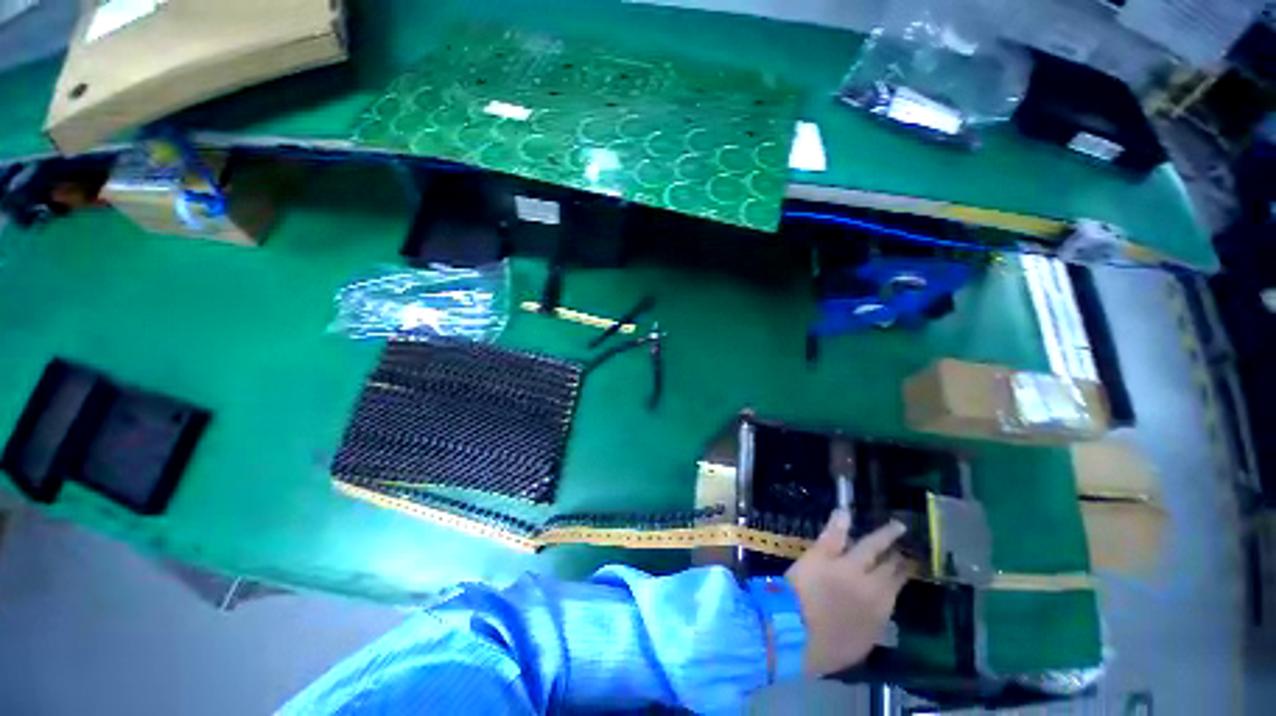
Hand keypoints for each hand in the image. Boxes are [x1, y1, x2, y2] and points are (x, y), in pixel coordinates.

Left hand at [784, 510, 910, 676]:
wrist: (793, 632)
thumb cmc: (825, 648)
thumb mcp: (859, 644)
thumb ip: (872, 623)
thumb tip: (877, 611)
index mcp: (880, 611)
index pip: (897, 587)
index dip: (904, 574)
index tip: (909, 566)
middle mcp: (870, 586)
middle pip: (889, 567)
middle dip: (898, 557)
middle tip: (906, 547)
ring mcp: (846, 566)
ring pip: (870, 546)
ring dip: (884, 535)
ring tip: (896, 526)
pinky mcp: (821, 554)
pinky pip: (834, 534)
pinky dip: (840, 522)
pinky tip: (845, 511)